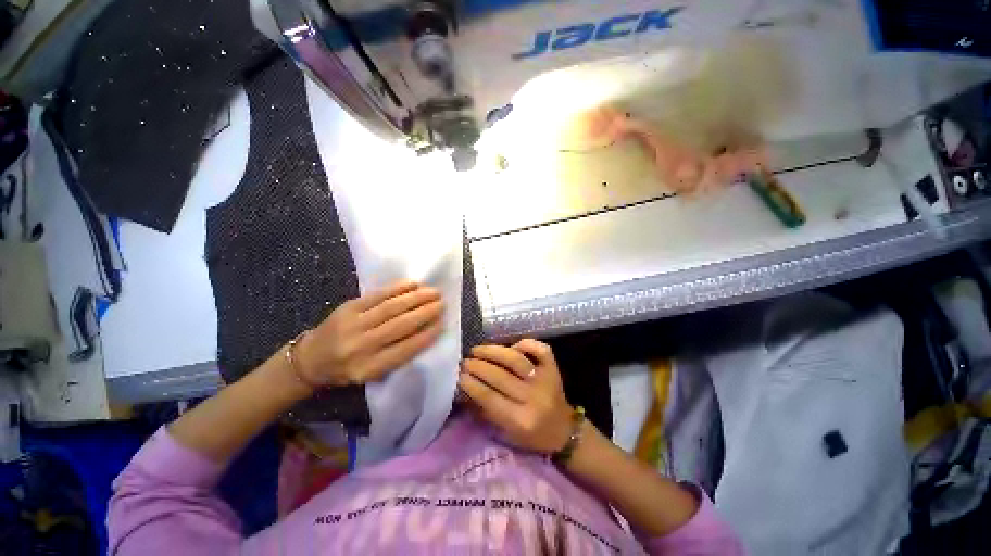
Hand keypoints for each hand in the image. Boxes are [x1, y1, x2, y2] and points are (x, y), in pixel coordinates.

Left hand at [294, 280, 443, 386]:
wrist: (309, 359)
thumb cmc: (347, 369)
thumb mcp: (371, 373)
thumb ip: (397, 356)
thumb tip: (425, 332)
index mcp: (368, 368)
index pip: (405, 349)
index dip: (426, 335)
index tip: (442, 324)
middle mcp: (360, 347)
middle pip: (400, 325)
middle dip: (425, 312)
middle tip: (442, 303)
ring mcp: (352, 324)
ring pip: (391, 308)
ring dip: (416, 298)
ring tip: (434, 292)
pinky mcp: (347, 307)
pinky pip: (377, 296)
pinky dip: (397, 289)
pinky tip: (412, 284)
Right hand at [458, 339, 573, 453]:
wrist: (564, 430)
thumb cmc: (531, 436)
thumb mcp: (506, 433)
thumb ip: (485, 412)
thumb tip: (465, 389)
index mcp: (520, 420)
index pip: (489, 397)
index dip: (471, 384)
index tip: (459, 376)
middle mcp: (533, 398)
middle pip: (500, 376)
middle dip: (478, 366)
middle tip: (465, 362)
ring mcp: (545, 380)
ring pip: (515, 359)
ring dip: (493, 351)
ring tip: (477, 350)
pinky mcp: (554, 369)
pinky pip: (540, 349)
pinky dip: (525, 343)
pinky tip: (511, 346)